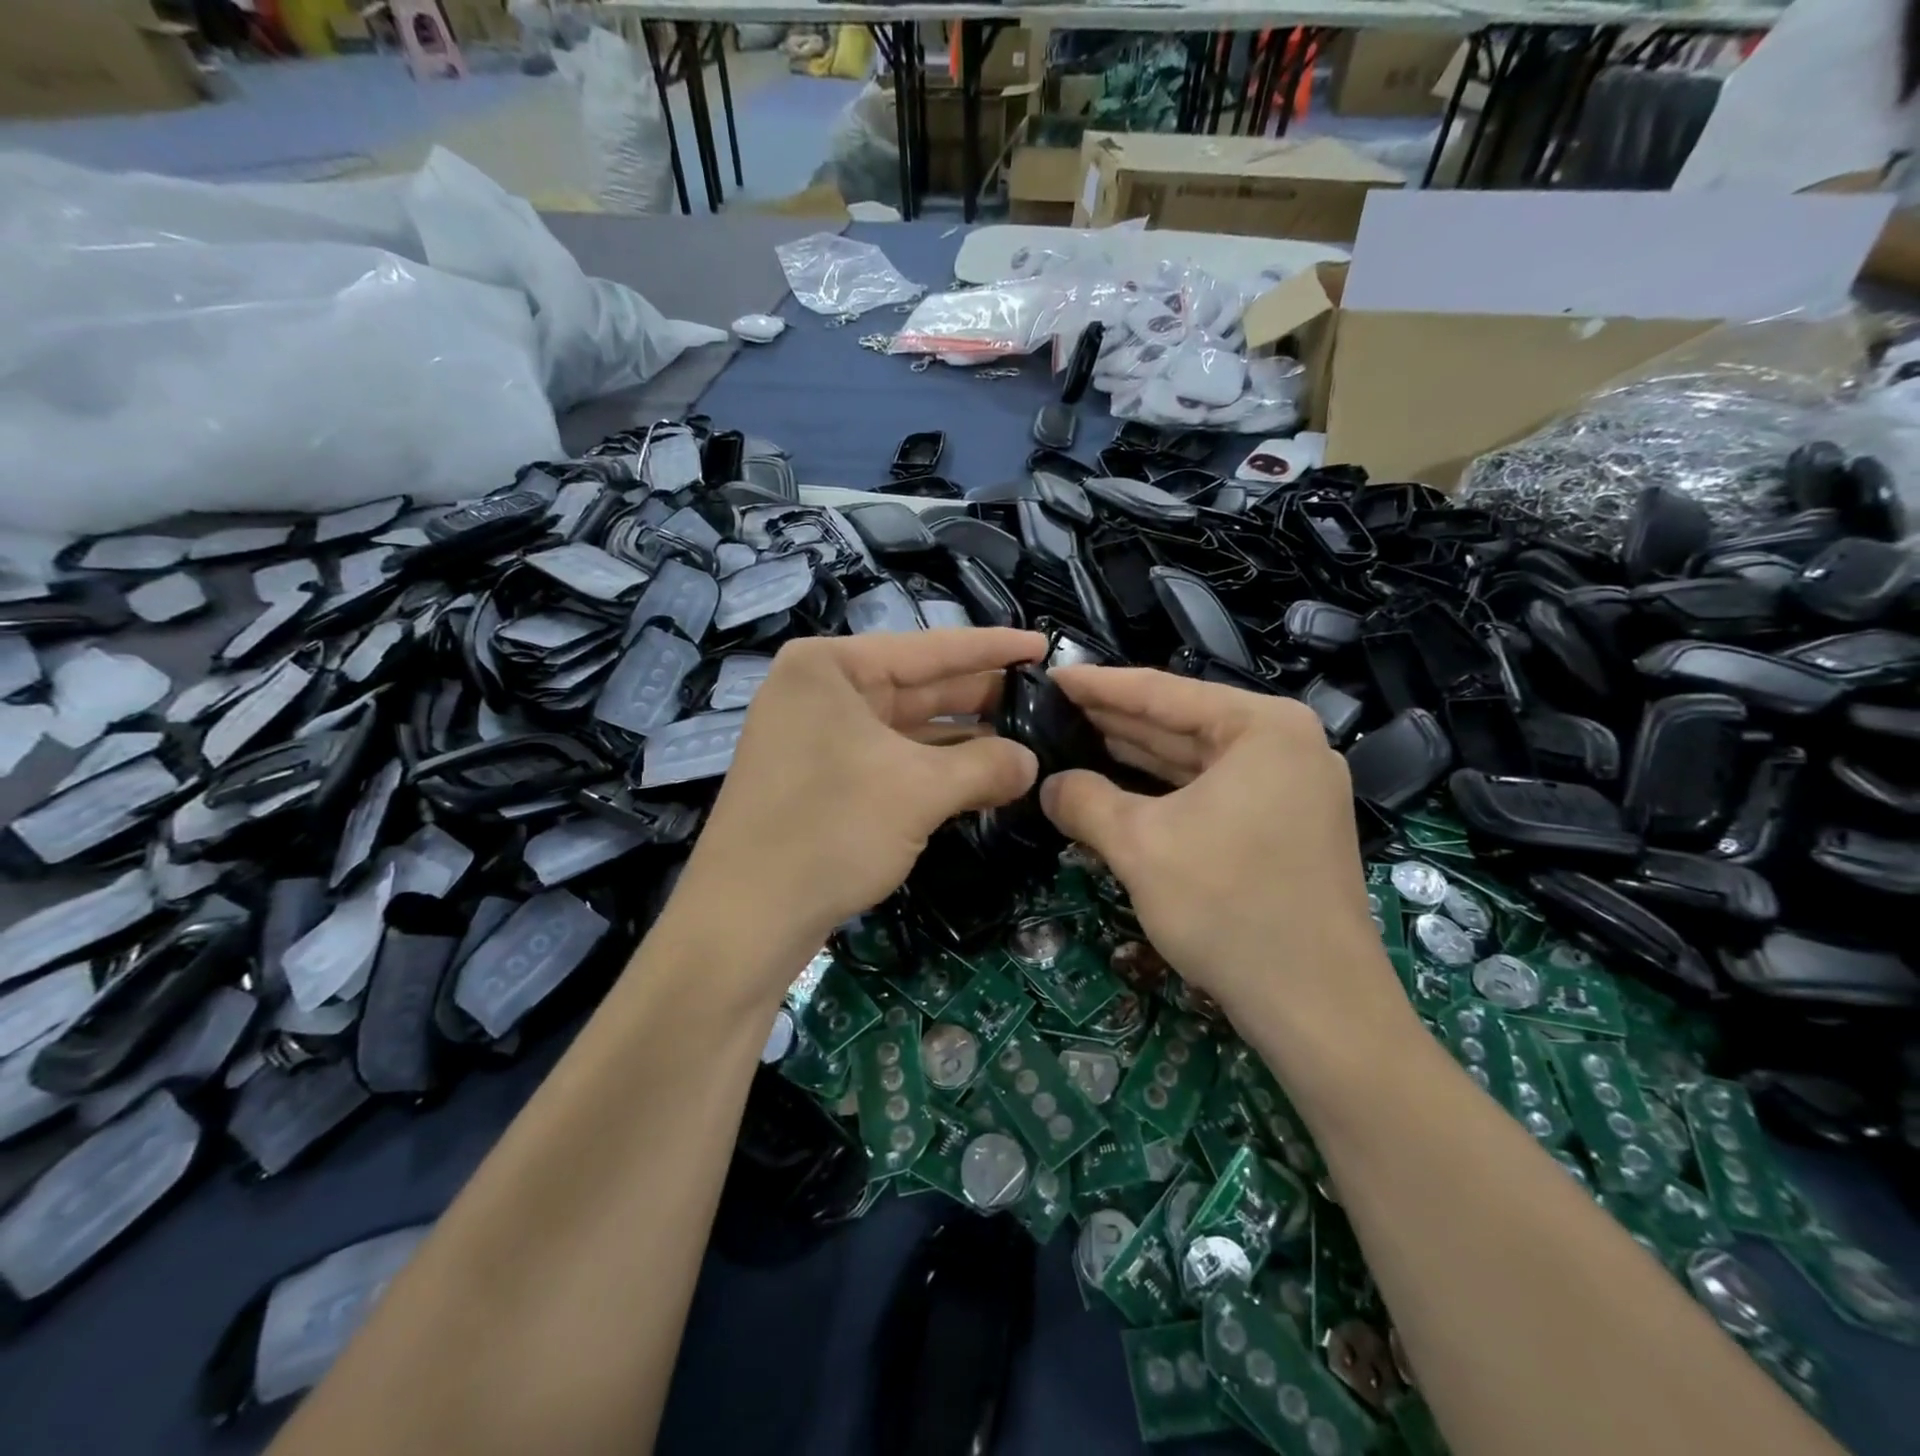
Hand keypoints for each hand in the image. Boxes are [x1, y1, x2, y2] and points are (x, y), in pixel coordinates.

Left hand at [672, 629, 1046, 992]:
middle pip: (918, 686)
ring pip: (907, 728)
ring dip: (963, 741)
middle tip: (1044, 702)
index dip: (992, 648)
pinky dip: (934, 770)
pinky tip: (981, 778)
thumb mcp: (919, 791)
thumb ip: (985, 766)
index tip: (1043, 645)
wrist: (745, 920)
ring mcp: (817, 737)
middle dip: (981, 698)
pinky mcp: (821, 780)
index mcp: (831, 667)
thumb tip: (1032, 762)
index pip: (929, 648)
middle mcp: (820, 692)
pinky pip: (891, 761)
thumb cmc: (830, 830)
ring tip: (1026, 742)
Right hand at [1041, 666, 1408, 1046]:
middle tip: (1050, 710)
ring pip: (1195, 760)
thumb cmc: (1229, 907)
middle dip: (1114, 720)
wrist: (1318, 1008)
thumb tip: (1049, 785)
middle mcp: (1285, 745)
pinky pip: (1211, 792)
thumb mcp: (1140, 846)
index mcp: (1262, 727)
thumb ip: (1085, 801)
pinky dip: (1163, 791)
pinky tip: (1118, 788)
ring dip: (1135, 756)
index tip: (1047, 677)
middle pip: (1181, 722)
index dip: (1097, 685)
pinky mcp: (1285, 827)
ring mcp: (1290, 788)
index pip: (1162, 691)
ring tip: (1073, 740)